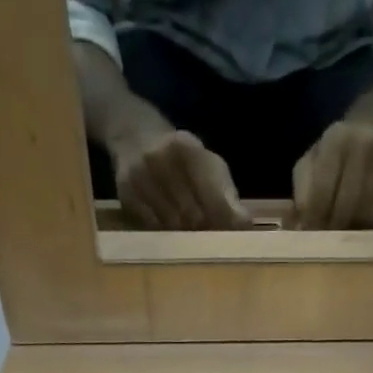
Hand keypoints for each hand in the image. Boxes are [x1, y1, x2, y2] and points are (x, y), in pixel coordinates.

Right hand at [112, 128, 249, 229]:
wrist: (134, 135)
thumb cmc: (182, 159)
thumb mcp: (208, 166)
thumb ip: (227, 195)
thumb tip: (245, 225)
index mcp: (188, 148)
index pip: (213, 196)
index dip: (225, 220)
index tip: (232, 235)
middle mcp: (162, 158)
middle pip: (193, 216)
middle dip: (205, 230)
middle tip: (209, 236)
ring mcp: (141, 175)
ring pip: (173, 226)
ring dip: (184, 236)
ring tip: (189, 232)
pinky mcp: (127, 193)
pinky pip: (153, 227)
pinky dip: (164, 233)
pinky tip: (168, 228)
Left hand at [292, 120, 372, 228]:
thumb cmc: (334, 155)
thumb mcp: (311, 163)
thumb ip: (302, 192)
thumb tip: (298, 229)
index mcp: (335, 139)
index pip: (322, 190)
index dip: (313, 218)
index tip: (308, 236)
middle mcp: (364, 144)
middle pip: (345, 204)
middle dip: (332, 228)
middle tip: (325, 244)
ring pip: (364, 212)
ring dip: (350, 231)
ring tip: (340, 237)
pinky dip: (367, 226)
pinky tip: (358, 226)